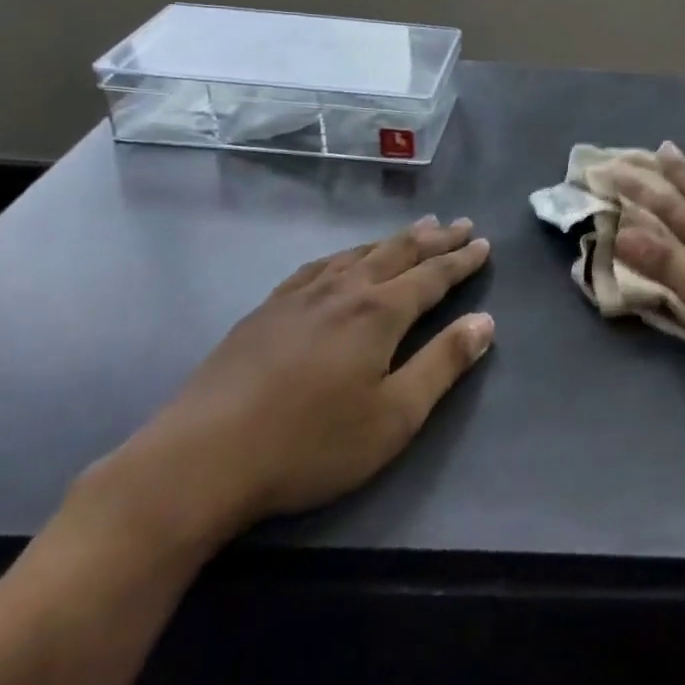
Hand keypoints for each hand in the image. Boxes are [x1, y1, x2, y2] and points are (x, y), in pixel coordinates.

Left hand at [92, 216, 493, 548]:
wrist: (200, 460)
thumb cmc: (309, 444)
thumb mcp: (393, 417)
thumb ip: (443, 364)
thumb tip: (485, 322)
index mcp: (379, 312)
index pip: (432, 276)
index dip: (461, 260)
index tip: (483, 243)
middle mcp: (344, 290)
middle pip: (398, 253)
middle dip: (433, 238)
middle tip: (459, 223)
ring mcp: (300, 296)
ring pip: (358, 253)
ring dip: (393, 240)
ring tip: (415, 228)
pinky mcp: (265, 310)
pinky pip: (318, 266)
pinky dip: (345, 254)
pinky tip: (342, 259)